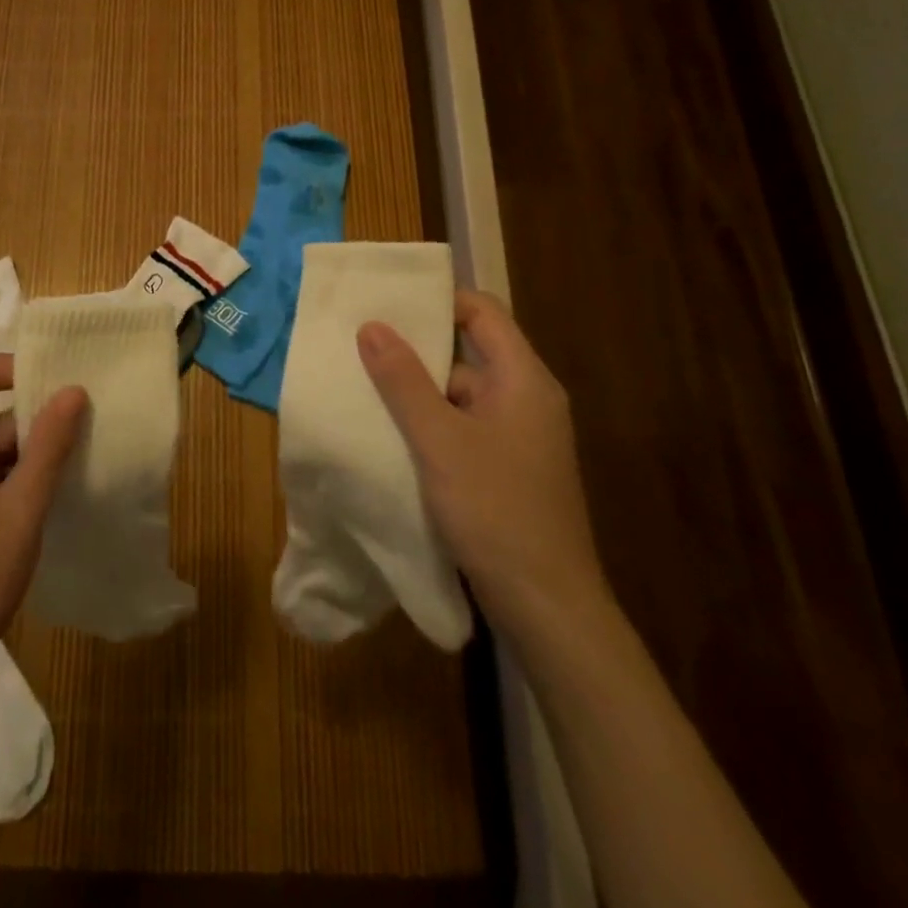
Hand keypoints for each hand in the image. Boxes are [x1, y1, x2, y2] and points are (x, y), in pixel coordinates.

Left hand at [0, 353, 85, 726]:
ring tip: (70, 470)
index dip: (12, 367)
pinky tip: (39, 504)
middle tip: (80, 434)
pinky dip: (8, 479)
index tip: (56, 385)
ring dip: (24, 454)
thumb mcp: (21, 511)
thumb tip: (73, 390)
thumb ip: (48, 447)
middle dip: (31, 420)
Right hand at [357, 291, 607, 636]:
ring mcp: (517, 437)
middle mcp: (525, 399)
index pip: (482, 313)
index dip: (438, 300)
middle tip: (361, 342)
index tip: (388, 302)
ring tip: (362, 384)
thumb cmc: (496, 511)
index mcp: (523, 380)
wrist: (546, 607)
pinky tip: (388, 432)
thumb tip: (371, 325)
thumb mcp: (440, 441)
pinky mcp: (505, 468)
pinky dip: (427, 424)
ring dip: (416, 391)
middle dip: (415, 348)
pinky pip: (461, 427)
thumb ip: (403, 381)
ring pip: (460, 394)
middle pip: (468, 352)